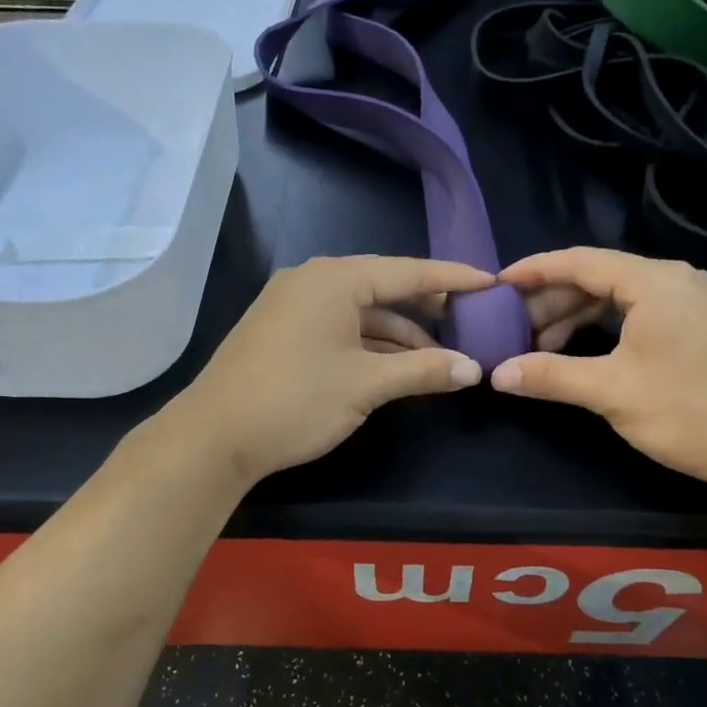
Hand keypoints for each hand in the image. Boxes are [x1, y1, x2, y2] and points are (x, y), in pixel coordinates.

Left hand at [172, 255, 494, 483]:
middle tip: (469, 323)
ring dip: (399, 335)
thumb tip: (473, 369)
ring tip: (440, 359)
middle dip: (427, 310)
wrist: (214, 436)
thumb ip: (423, 370)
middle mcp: (313, 281)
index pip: (408, 271)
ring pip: (360, 313)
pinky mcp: (282, 331)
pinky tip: (395, 366)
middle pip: (384, 288)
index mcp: (335, 279)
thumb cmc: (295, 400)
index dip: (453, 278)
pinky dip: (369, 344)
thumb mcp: (366, 384)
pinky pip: (339, 327)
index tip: (491, 283)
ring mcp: (293, 305)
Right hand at [494, 247, 706, 501]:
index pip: (581, 261)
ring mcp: (692, 303)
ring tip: (540, 348)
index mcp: (656, 282)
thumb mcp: (611, 391)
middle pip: (599, 278)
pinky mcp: (699, 328)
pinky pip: (638, 315)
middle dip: (552, 302)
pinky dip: (604, 330)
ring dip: (576, 319)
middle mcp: (676, 281)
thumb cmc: (689, 412)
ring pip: (619, 299)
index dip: (534, 271)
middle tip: (513, 329)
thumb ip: (551, 375)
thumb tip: (498, 373)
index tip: (497, 285)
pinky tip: (581, 353)